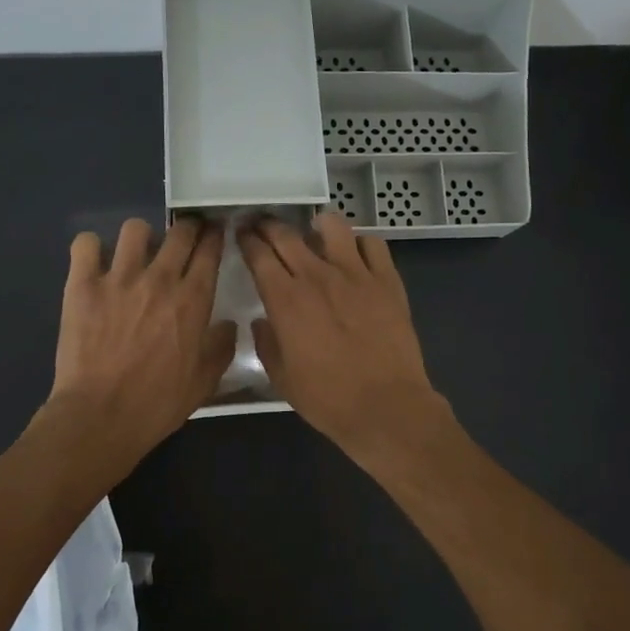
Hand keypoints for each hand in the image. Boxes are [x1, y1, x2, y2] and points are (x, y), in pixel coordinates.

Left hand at [46, 216, 236, 467]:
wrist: (101, 416)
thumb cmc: (158, 403)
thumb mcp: (205, 382)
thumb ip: (220, 347)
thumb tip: (227, 325)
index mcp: (193, 300)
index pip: (210, 250)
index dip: (215, 236)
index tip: (215, 233)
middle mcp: (160, 279)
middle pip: (180, 232)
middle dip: (187, 228)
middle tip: (184, 238)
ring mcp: (119, 278)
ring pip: (135, 228)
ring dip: (141, 237)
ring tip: (137, 253)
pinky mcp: (82, 285)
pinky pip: (86, 244)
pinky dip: (91, 248)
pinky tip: (95, 263)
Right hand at [237, 211, 446, 455]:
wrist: (386, 406)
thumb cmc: (328, 398)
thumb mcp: (281, 378)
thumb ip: (266, 343)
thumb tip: (261, 321)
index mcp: (285, 299)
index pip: (258, 254)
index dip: (247, 240)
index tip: (242, 234)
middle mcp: (317, 276)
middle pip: (287, 234)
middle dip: (269, 225)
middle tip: (264, 225)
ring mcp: (356, 274)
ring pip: (333, 226)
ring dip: (317, 224)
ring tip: (314, 230)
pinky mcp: (387, 280)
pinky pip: (373, 244)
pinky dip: (360, 243)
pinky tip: (356, 254)